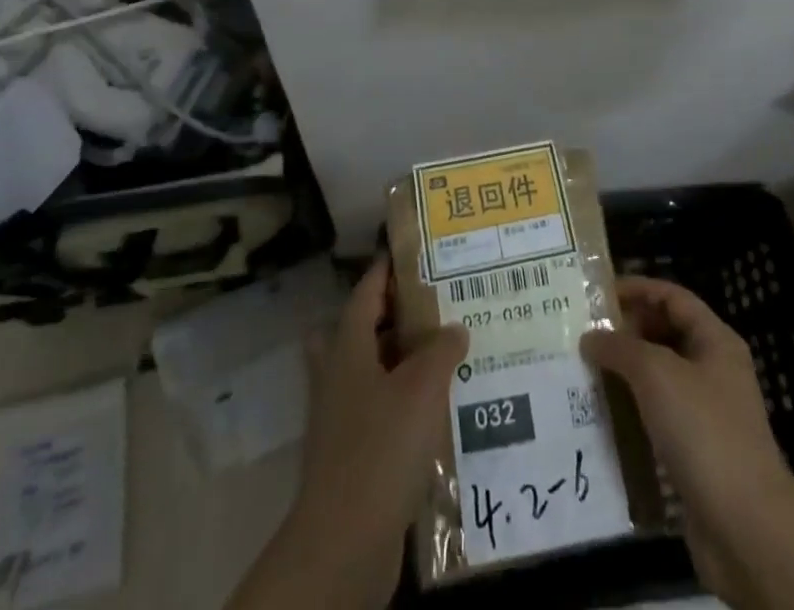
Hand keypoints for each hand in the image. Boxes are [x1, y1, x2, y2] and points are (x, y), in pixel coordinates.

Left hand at [226, 257, 467, 609]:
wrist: (344, 542)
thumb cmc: (381, 448)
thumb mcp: (421, 388)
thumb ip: (441, 350)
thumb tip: (454, 328)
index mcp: (348, 348)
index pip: (366, 292)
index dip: (387, 269)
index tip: (413, 251)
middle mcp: (339, 375)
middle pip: (363, 329)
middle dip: (394, 314)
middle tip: (434, 303)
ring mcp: (342, 416)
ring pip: (372, 370)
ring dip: (402, 359)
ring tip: (446, 351)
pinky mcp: (353, 452)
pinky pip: (381, 408)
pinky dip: (405, 400)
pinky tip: (439, 407)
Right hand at [580, 276, 791, 598]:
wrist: (746, 528)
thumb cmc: (704, 431)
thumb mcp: (657, 374)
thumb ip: (620, 348)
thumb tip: (590, 338)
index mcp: (715, 341)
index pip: (672, 297)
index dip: (637, 288)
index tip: (597, 293)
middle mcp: (714, 370)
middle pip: (666, 334)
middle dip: (627, 331)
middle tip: (583, 333)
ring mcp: (707, 413)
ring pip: (659, 379)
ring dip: (625, 373)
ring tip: (584, 370)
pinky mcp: (696, 452)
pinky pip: (658, 417)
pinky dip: (632, 412)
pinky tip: (602, 416)